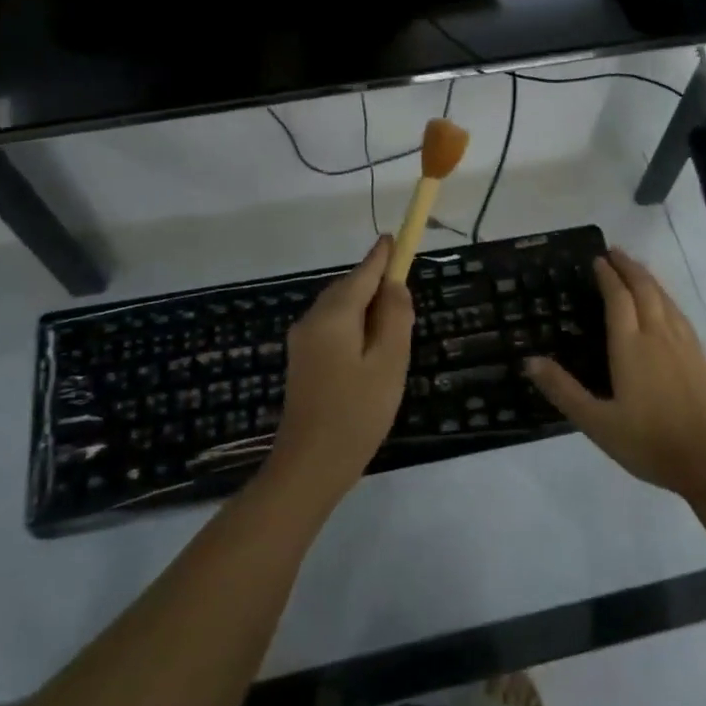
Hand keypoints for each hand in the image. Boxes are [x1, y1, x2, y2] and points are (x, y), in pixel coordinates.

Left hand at [271, 235, 414, 498]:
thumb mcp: (389, 362)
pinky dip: (353, 328)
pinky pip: (331, 330)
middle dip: (374, 285)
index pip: (362, 273)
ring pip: (339, 311)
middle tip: (404, 296)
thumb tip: (395, 284)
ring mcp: (302, 342)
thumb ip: (395, 317)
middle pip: (348, 290)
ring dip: (365, 309)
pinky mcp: (302, 363)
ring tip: (393, 329)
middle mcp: (312, 320)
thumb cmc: (357, 412)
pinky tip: (369, 351)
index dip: (381, 256)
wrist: (309, 466)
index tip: (394, 239)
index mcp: (334, 315)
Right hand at [525, 248, 705, 496]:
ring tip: (636, 268)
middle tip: (614, 252)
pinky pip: (679, 313)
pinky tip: (665, 304)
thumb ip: (563, 390)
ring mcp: (683, 344)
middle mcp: (657, 335)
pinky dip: (666, 297)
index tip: (597, 259)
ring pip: (664, 298)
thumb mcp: (597, 422)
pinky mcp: (700, 356)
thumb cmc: (649, 441)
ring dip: (648, 278)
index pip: (618, 298)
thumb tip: (530, 361)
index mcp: (630, 345)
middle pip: (644, 289)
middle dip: (628, 267)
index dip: (607, 276)